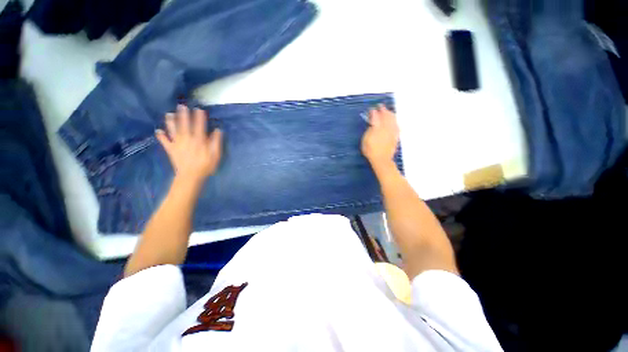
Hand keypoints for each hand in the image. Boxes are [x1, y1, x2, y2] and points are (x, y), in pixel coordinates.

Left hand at [156, 105, 222, 183]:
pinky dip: (160, 136)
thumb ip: (216, 142)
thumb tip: (218, 130)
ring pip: (173, 130)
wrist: (191, 176)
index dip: (199, 117)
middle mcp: (187, 139)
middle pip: (184, 125)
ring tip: (169, 114)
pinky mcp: (170, 149)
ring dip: (171, 122)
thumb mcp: (216, 155)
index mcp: (199, 140)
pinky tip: (157, 131)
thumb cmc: (206, 165)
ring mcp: (177, 144)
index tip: (199, 109)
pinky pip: (164, 141)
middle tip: (181, 106)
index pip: (199, 126)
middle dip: (183, 115)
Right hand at [361, 104, 399, 169]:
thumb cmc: (370, 150)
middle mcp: (386, 128)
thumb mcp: (365, 140)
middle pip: (386, 116)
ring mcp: (392, 132)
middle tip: (381, 106)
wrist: (381, 159)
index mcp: (377, 128)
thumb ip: (369, 129)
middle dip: (383, 110)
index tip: (372, 109)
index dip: (374, 112)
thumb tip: (372, 122)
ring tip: (388, 111)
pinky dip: (394, 121)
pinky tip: (394, 121)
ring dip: (390, 114)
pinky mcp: (395, 136)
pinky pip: (396, 125)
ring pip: (393, 119)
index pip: (376, 117)